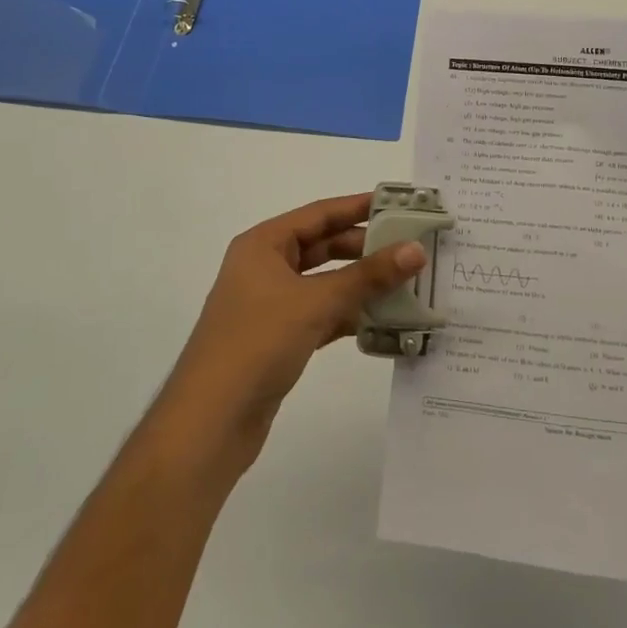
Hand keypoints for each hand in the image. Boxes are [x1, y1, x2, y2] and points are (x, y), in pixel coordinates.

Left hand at [155, 193, 426, 477]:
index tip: (400, 205)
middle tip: (411, 248)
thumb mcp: (316, 302)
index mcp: (263, 245)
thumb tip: (416, 250)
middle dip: (365, 248)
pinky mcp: (278, 338)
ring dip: (361, 285)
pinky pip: (322, 314)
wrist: (210, 422)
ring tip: (407, 283)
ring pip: (325, 283)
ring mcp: (271, 305)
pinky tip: (382, 321)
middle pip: (323, 247)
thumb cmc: (258, 343)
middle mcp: (265, 267)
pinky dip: (349, 315)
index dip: (359, 208)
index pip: (319, 214)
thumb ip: (368, 276)